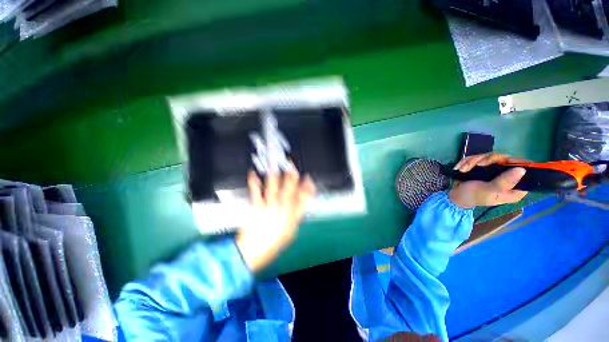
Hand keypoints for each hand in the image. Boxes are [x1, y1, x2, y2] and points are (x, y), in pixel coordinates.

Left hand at [235, 166, 315, 271]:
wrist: (253, 253)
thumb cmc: (272, 245)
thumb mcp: (290, 234)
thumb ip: (295, 218)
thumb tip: (299, 208)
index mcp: (291, 218)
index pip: (302, 200)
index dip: (307, 189)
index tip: (308, 180)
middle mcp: (281, 211)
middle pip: (288, 192)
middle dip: (291, 179)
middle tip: (293, 168)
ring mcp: (268, 208)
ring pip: (273, 190)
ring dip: (274, 177)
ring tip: (275, 167)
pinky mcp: (256, 208)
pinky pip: (256, 193)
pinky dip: (254, 183)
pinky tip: (253, 175)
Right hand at [448, 153, 528, 208]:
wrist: (454, 195)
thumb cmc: (473, 196)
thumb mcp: (489, 191)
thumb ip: (504, 182)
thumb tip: (522, 170)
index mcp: (514, 187)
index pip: (525, 171)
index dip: (517, 163)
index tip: (505, 162)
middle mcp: (507, 176)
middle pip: (505, 159)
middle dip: (487, 160)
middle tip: (477, 165)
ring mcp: (494, 170)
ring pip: (490, 156)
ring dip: (473, 161)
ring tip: (463, 169)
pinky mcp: (483, 166)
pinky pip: (478, 157)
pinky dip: (467, 162)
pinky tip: (460, 168)